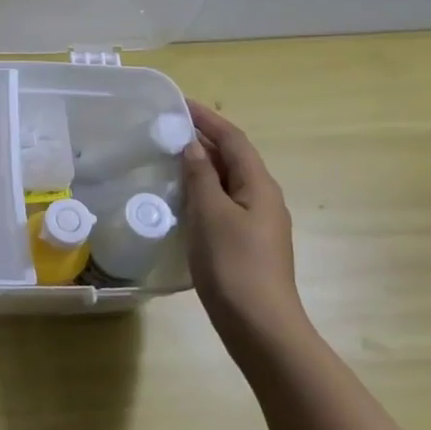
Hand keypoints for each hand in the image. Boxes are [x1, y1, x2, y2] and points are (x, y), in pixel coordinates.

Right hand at [180, 100, 308, 347]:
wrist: (260, 326)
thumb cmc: (234, 265)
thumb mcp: (210, 214)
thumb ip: (200, 177)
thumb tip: (190, 146)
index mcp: (259, 186)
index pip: (233, 140)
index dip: (208, 119)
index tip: (179, 103)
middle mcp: (263, 198)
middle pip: (233, 158)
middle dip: (203, 139)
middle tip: (166, 128)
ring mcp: (257, 222)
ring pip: (227, 181)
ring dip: (201, 165)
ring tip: (168, 158)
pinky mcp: (246, 243)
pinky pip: (223, 203)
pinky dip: (202, 190)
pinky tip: (180, 199)